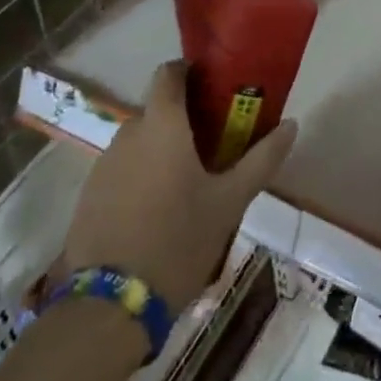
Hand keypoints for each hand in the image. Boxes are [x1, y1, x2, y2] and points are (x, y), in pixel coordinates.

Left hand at [50, 61, 295, 314]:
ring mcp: (103, 165)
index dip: (191, 73)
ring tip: (188, 183)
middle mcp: (128, 133)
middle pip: (158, 110)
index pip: (169, 72)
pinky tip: (158, 211)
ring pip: (139, 142)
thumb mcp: (230, 201)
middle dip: (184, 120)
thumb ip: (261, 159)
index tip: (216, 91)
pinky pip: (122, 170)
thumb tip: (291, 124)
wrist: (109, 308)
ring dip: (162, 150)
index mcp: (162, 124)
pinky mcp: (89, 196)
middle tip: (214, 146)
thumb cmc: (178, 240)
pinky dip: (141, 176)